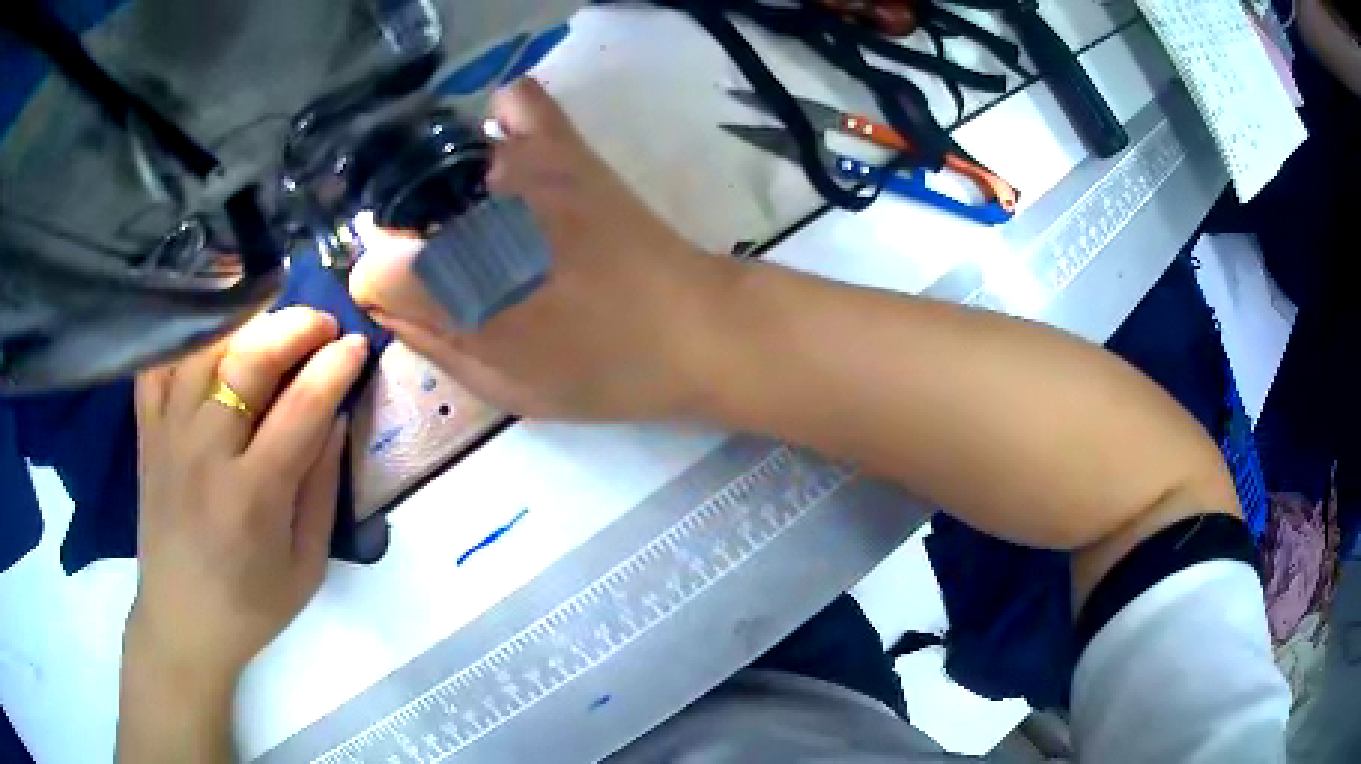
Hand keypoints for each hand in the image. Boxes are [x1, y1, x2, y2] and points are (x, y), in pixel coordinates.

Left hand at [126, 308, 368, 691]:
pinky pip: (159, 364)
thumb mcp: (306, 565)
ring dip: (246, 325)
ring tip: (274, 327)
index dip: (335, 368)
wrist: (182, 623)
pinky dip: (186, 339)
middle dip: (294, 328)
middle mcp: (204, 453)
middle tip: (323, 325)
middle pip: (247, 360)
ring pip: (204, 349)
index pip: (301, 408)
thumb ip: (322, 489)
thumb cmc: (251, 606)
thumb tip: (338, 416)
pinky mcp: (146, 433)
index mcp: (252, 496)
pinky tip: (213, 338)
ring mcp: (168, 436)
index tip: (358, 345)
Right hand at [350, 77, 733, 419]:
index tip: (418, 302)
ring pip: (441, 159)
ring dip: (444, 192)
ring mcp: (520, 165)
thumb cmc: (601, 372)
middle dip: (412, 244)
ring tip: (480, 219)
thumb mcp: (503, 386)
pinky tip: (506, 153)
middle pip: (397, 212)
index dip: (388, 292)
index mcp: (457, 290)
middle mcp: (472, 213)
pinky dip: (500, 121)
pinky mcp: (565, 144)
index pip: (370, 270)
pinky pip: (517, 100)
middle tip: (454, 270)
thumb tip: (384, 300)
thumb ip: (430, 343)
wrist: (695, 327)